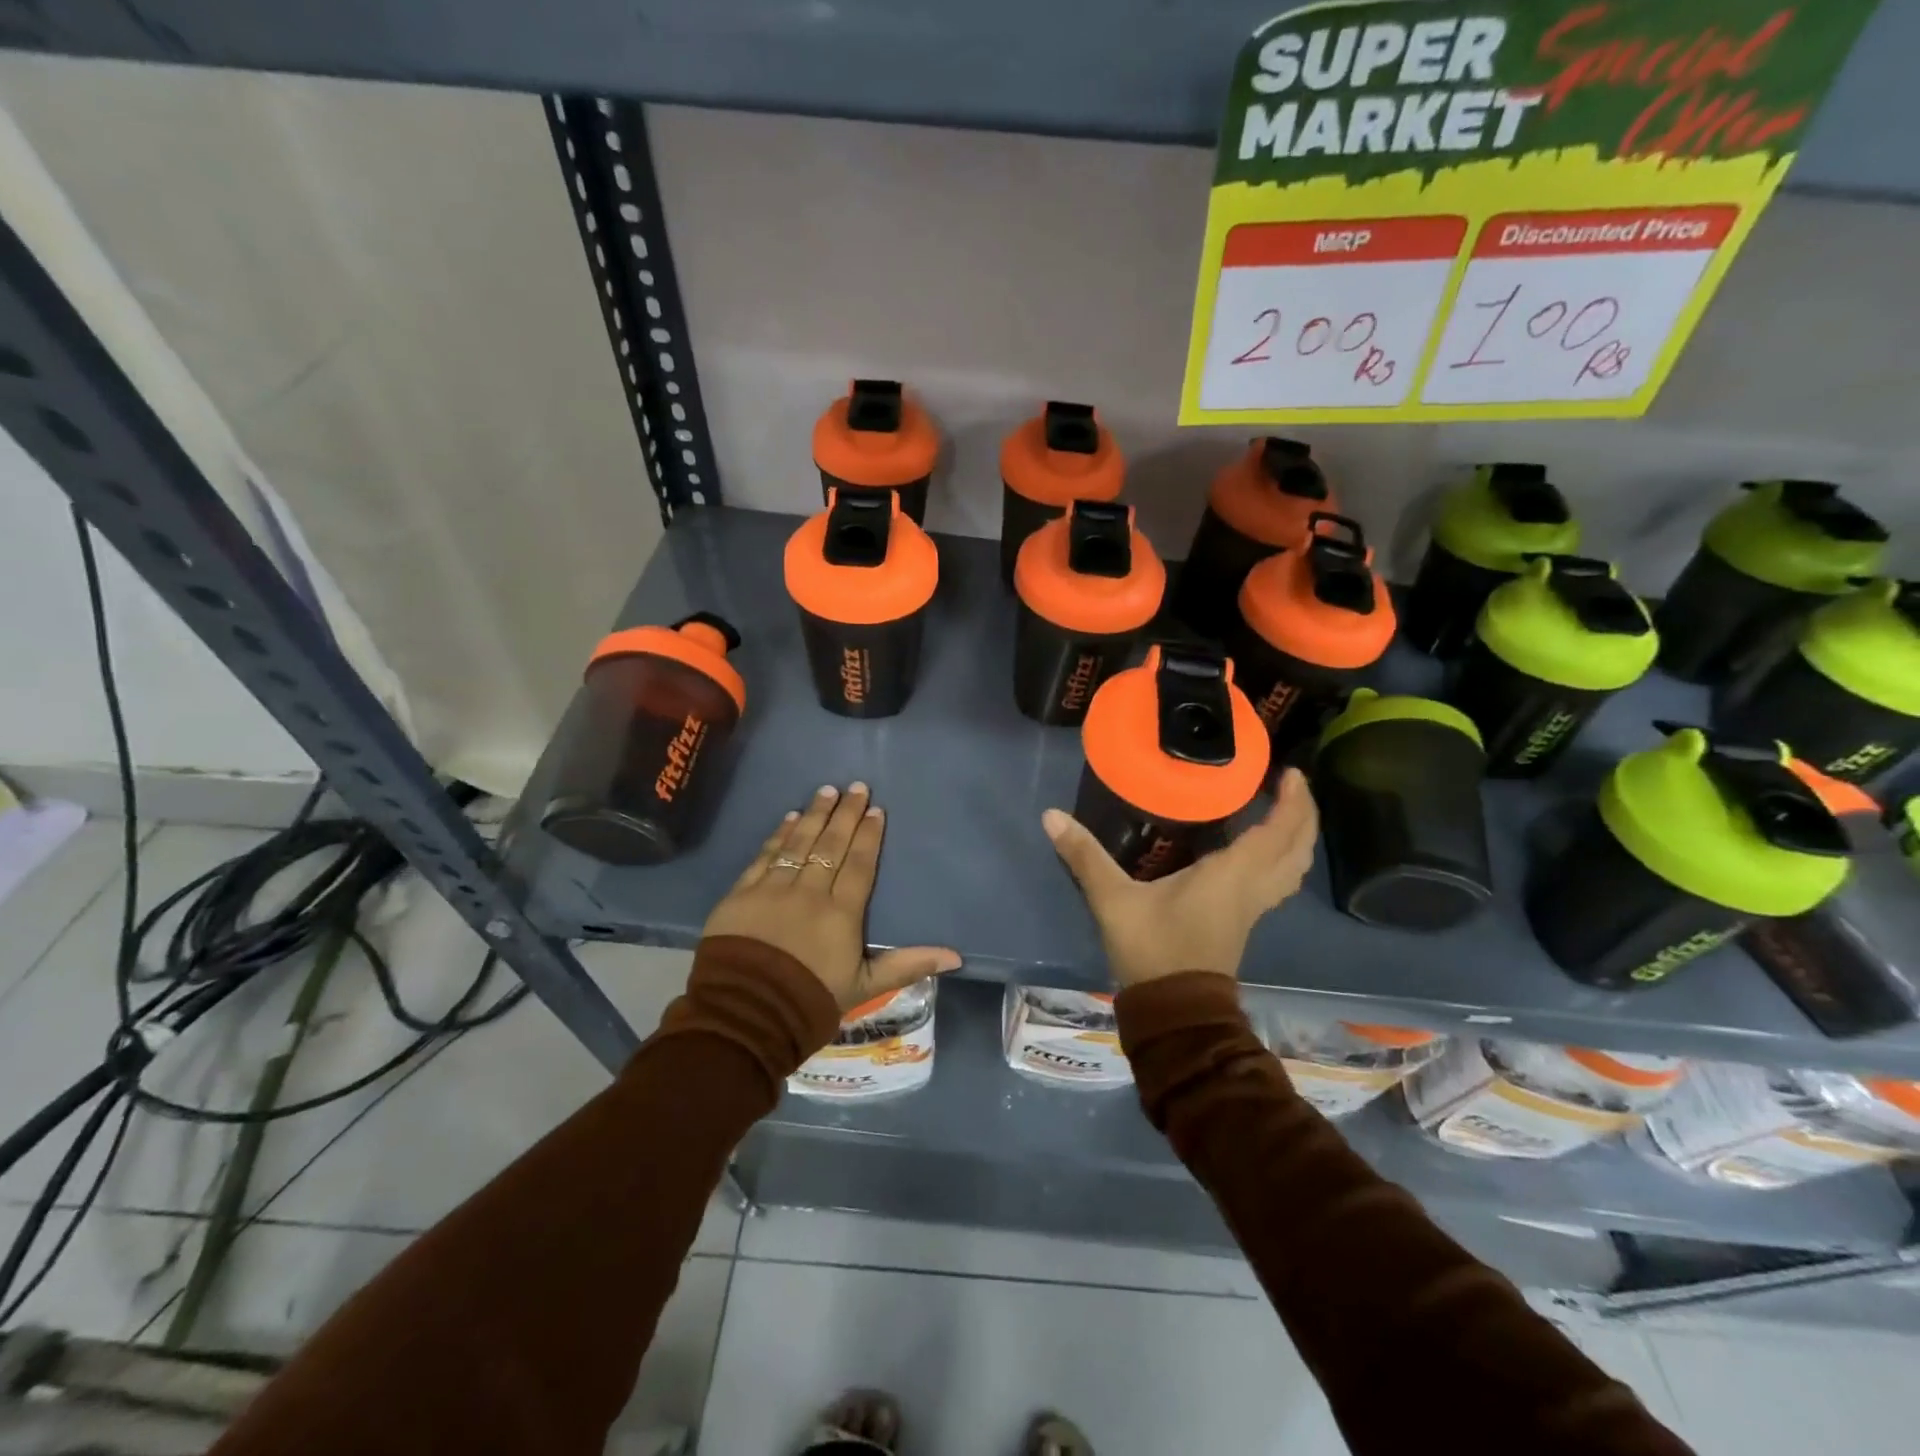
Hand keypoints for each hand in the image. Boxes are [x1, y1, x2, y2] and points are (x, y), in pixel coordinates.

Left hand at [703, 783, 961, 1011]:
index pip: (859, 865)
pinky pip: (764, 856)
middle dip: (845, 814)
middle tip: (855, 786)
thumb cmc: (809, 1002)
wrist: (743, 1016)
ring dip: (814, 815)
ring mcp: (772, 890)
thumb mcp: (865, 987)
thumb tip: (956, 956)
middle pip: (831, 846)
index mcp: (841, 914)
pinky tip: (790, 818)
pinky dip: (779, 835)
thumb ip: (908, 965)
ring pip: (799, 844)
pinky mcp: (741, 894)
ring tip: (826, 791)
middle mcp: (809, 893)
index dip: (868, 836)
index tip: (875, 810)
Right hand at [1043, 767, 1318, 988]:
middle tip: (1290, 782)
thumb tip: (1051, 815)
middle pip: (1297, 848)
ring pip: (1292, 868)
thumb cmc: (1152, 949)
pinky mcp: (1244, 920)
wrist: (1174, 1011)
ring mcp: (1252, 907)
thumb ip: (1085, 855)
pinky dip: (1281, 857)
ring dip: (1297, 837)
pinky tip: (1261, 849)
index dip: (1291, 801)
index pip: (1277, 832)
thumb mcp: (1113, 900)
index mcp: (1231, 875)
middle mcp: (1252, 888)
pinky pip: (1278, 880)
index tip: (1289, 771)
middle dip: (1303, 814)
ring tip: (1284, 809)